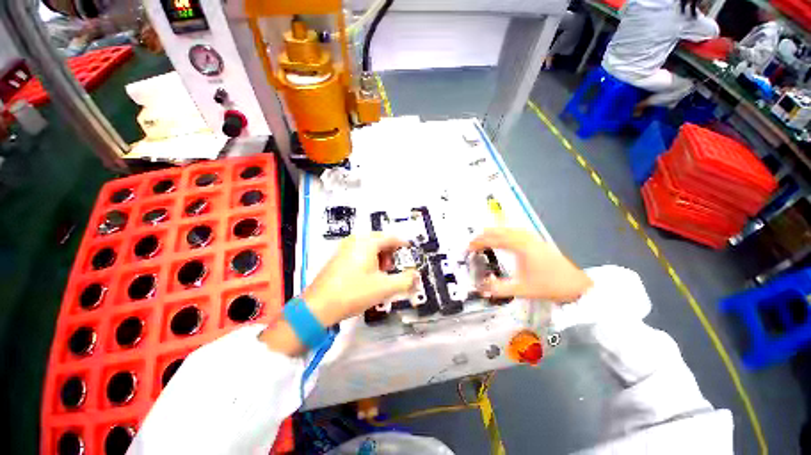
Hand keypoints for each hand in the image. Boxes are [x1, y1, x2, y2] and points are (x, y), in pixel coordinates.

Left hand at [302, 233, 418, 325]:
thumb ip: (405, 280)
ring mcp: (344, 248)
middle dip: (390, 253)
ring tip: (380, 274)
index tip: (410, 252)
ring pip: (369, 246)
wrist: (318, 307)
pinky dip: (368, 259)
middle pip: (380, 240)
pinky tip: (367, 275)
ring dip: (379, 256)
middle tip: (393, 268)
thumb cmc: (354, 293)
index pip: (391, 237)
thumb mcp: (384, 288)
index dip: (403, 244)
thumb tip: (415, 275)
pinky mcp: (337, 257)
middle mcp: (355, 240)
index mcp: (368, 242)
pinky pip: (359, 252)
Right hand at [468, 228, 592, 302]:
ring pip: (508, 228)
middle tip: (473, 242)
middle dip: (483, 235)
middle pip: (499, 230)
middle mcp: (525, 239)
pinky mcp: (536, 241)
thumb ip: (499, 289)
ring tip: (483, 238)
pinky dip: (504, 232)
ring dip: (493, 232)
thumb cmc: (551, 285)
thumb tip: (482, 288)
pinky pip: (515, 231)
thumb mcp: (522, 289)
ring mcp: (532, 238)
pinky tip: (503, 237)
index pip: (494, 239)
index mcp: (520, 247)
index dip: (479, 242)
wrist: (577, 284)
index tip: (469, 247)